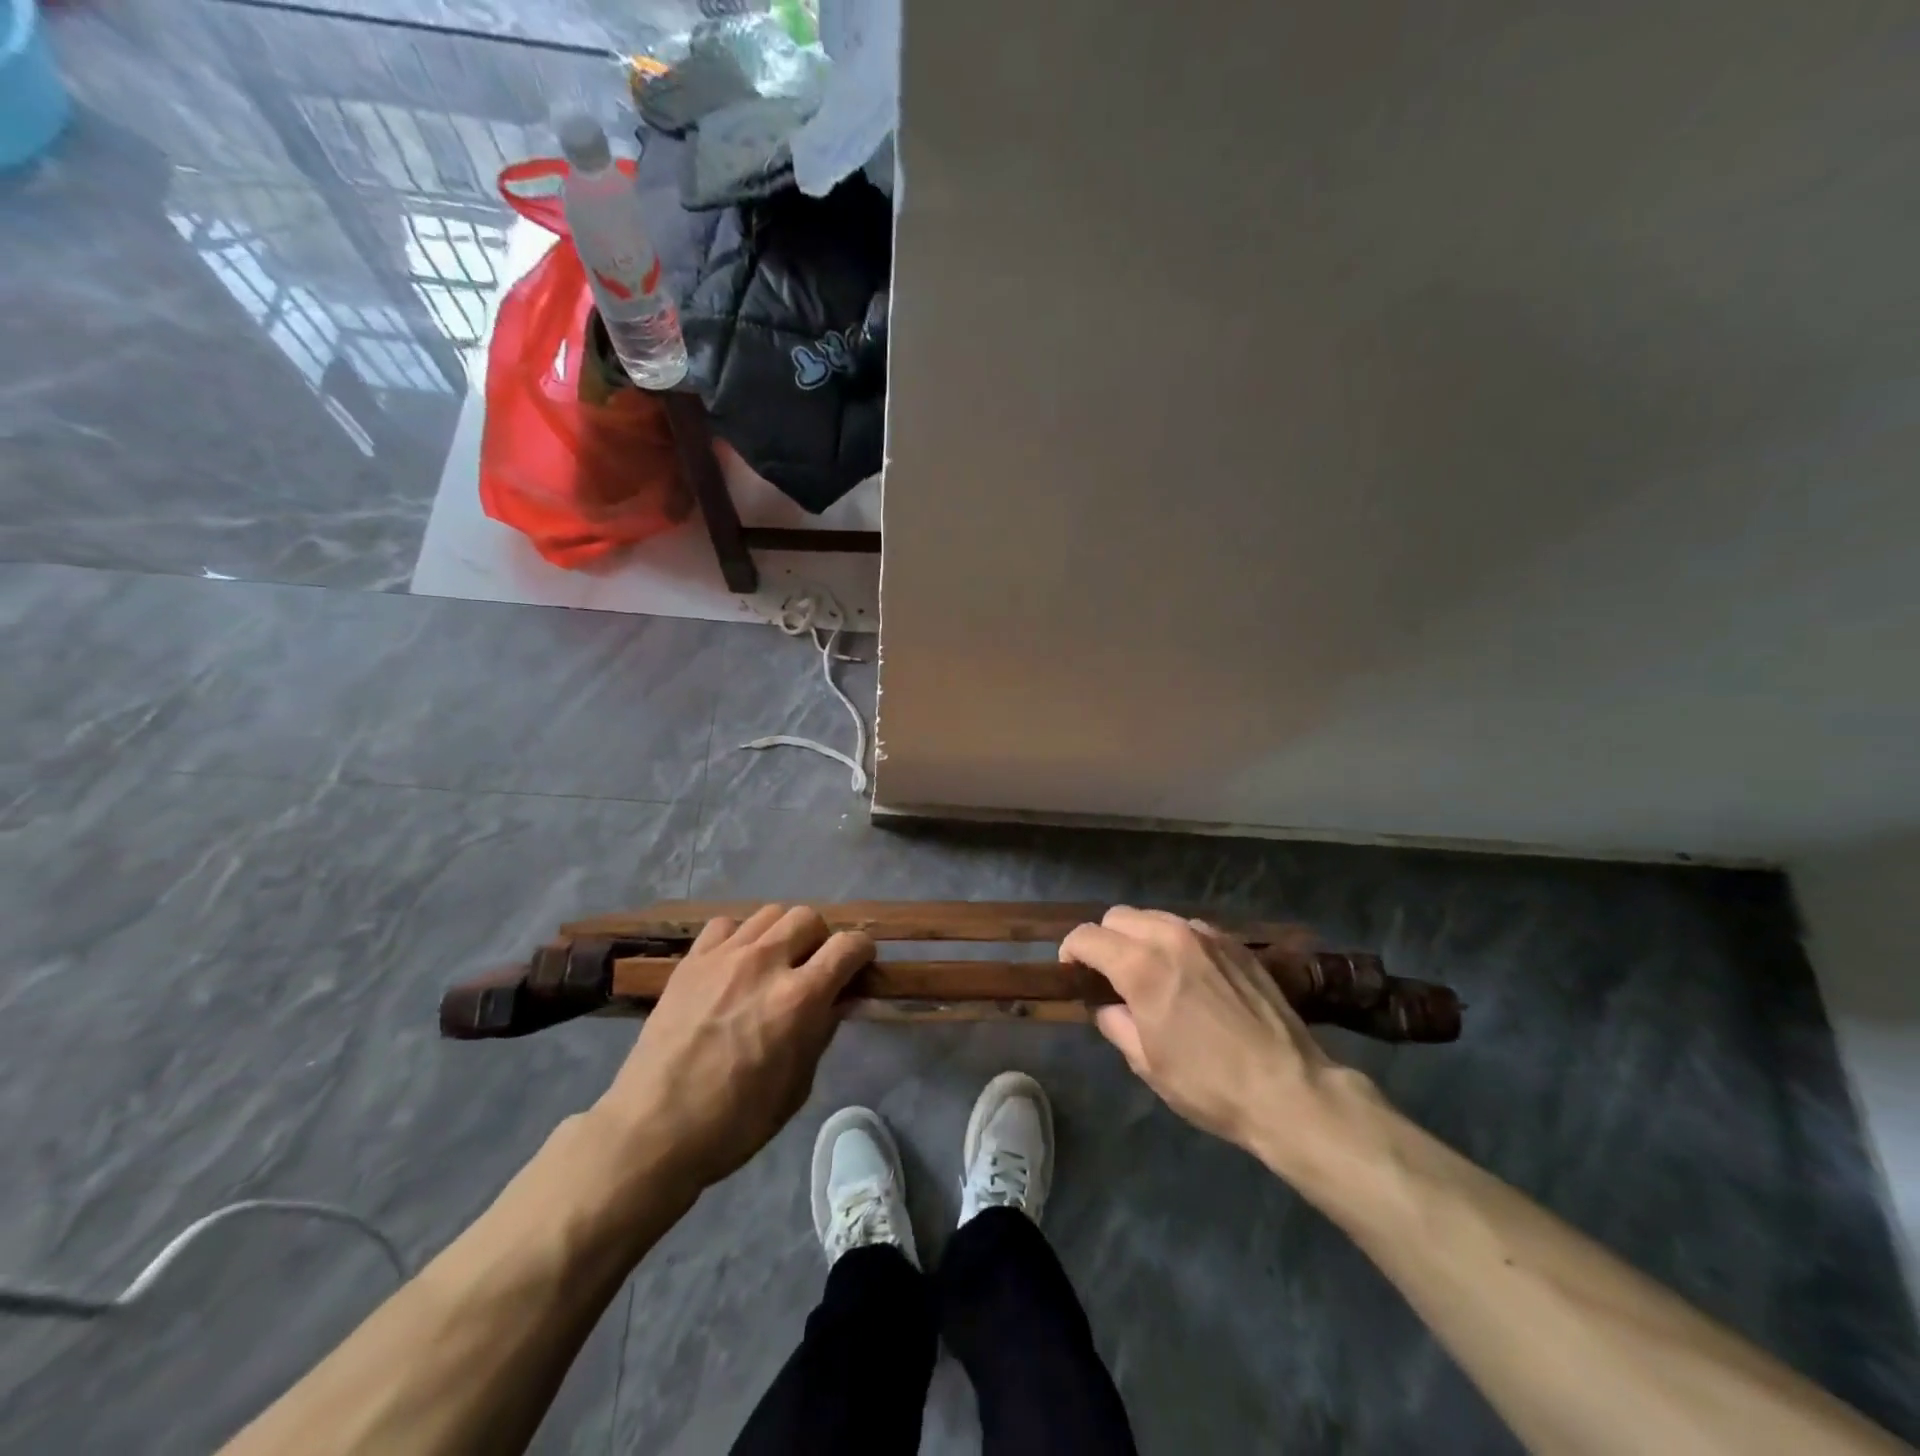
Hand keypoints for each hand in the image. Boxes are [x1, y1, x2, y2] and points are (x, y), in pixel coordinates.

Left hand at [593, 905, 873, 1190]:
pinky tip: (735, 963)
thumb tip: (838, 999)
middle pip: (809, 917)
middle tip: (814, 967)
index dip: (862, 952)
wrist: (652, 1130)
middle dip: (821, 939)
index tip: (859, 966)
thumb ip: (822, 1031)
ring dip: (782, 933)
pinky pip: (726, 924)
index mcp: (799, 999)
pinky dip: (740, 937)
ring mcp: (724, 956)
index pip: (848, 946)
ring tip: (775, 962)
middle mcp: (765, 963)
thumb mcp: (797, 1085)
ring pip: (770, 913)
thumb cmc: (734, 1121)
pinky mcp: (691, 960)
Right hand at [1062, 906, 1385, 1183]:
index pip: (1088, 936)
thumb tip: (1106, 1004)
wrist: (1289, 1089)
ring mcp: (1206, 936)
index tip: (1072, 974)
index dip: (1071, 952)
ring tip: (1149, 973)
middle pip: (1118, 916)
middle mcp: (1170, 937)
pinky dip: (1173, 942)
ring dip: (1139, 938)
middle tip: (1109, 975)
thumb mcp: (1147, 1062)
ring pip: (1154, 917)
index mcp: (1141, 966)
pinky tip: (1186, 974)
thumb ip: (1115, 1022)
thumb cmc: (1209, 1084)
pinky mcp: (1234, 944)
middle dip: (1104, 939)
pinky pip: (1188, 929)